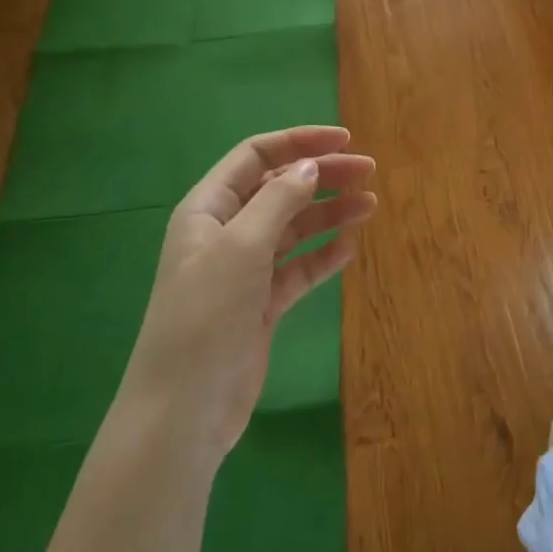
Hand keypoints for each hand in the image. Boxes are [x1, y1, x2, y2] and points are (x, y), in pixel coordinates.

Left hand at [134, 126, 376, 459]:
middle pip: (279, 189)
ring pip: (293, 227)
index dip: (299, 142)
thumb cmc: (205, 317)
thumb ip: (278, 201)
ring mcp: (244, 270)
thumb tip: (310, 166)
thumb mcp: (241, 248)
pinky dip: (323, 255)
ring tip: (369, 206)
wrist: (183, 411)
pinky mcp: (261, 304)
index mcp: (208, 209)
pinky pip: (298, 268)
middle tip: (368, 173)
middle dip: (322, 176)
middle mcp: (226, 232)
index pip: (256, 157)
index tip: (345, 140)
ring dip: (329, 213)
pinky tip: (349, 248)